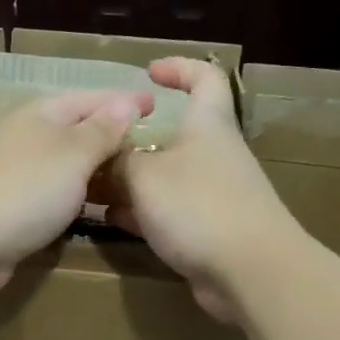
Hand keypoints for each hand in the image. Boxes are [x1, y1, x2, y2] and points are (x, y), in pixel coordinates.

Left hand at [0, 89, 153, 298]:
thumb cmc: (25, 190)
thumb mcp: (73, 155)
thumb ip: (102, 131)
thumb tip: (126, 102)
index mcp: (40, 115)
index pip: (90, 99)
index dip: (123, 101)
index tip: (156, 104)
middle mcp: (25, 138)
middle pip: (75, 130)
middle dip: (109, 135)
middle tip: (148, 147)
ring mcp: (13, 174)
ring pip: (63, 164)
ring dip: (93, 168)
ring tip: (128, 177)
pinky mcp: (9, 208)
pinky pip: (52, 193)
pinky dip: (75, 195)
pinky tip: (91, 207)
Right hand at [110, 57, 301, 321]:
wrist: (249, 271)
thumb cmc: (198, 206)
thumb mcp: (144, 176)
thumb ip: (119, 162)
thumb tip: (104, 157)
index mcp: (207, 126)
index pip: (205, 79)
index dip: (179, 68)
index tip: (149, 73)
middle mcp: (213, 156)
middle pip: (173, 136)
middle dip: (133, 141)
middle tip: (96, 148)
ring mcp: (213, 196)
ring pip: (165, 178)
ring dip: (130, 182)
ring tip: (90, 188)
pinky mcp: (209, 232)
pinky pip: (168, 213)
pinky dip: (141, 213)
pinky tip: (111, 220)